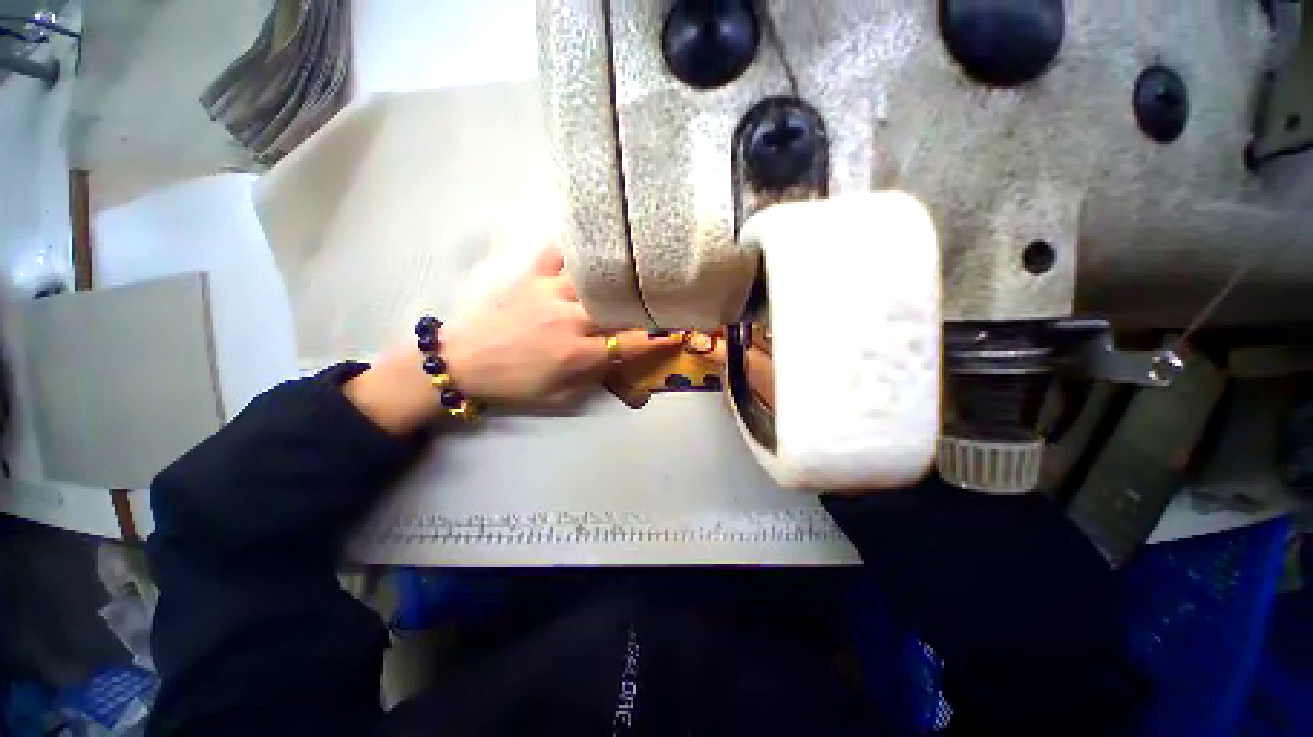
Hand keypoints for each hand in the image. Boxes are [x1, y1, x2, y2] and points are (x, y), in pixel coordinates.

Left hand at [442, 244, 678, 403]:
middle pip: (617, 308)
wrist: (462, 360)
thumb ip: (593, 377)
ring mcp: (549, 293)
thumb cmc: (514, 382)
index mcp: (578, 354)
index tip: (677, 332)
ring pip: (593, 278)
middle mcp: (570, 320)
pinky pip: (555, 253)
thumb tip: (621, 362)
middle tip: (659, 294)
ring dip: (615, 276)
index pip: (631, 344)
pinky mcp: (528, 275)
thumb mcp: (558, 394)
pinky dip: (573, 247)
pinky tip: (586, 243)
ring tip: (633, 264)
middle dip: (643, 303)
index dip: (658, 339)